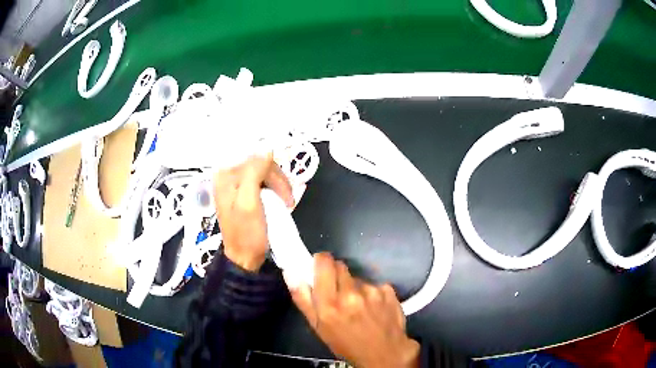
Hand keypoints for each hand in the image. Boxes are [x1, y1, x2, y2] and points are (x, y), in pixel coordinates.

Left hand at [213, 154, 293, 270]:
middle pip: (258, 163)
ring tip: (287, 202)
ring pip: (263, 172)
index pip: (252, 155)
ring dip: (278, 185)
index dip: (271, 165)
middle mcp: (228, 176)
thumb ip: (254, 173)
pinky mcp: (244, 194)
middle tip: (288, 198)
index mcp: (225, 175)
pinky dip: (274, 190)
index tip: (284, 183)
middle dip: (276, 178)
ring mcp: (236, 185)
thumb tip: (267, 149)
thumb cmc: (246, 234)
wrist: (245, 258)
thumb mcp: (249, 202)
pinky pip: (262, 182)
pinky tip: (281, 201)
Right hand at [286, 253, 419, 367]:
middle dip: (336, 275)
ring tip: (358, 306)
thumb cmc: (346, 344)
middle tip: (338, 292)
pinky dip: (371, 293)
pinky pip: (374, 284)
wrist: (385, 354)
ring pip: (357, 278)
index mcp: (329, 303)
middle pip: (340, 266)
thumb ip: (303, 299)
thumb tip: (291, 272)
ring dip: (354, 287)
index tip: (319, 268)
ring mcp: (372, 291)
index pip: (324, 263)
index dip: (321, 262)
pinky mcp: (389, 291)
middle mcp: (351, 293)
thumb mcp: (318, 327)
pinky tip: (374, 308)